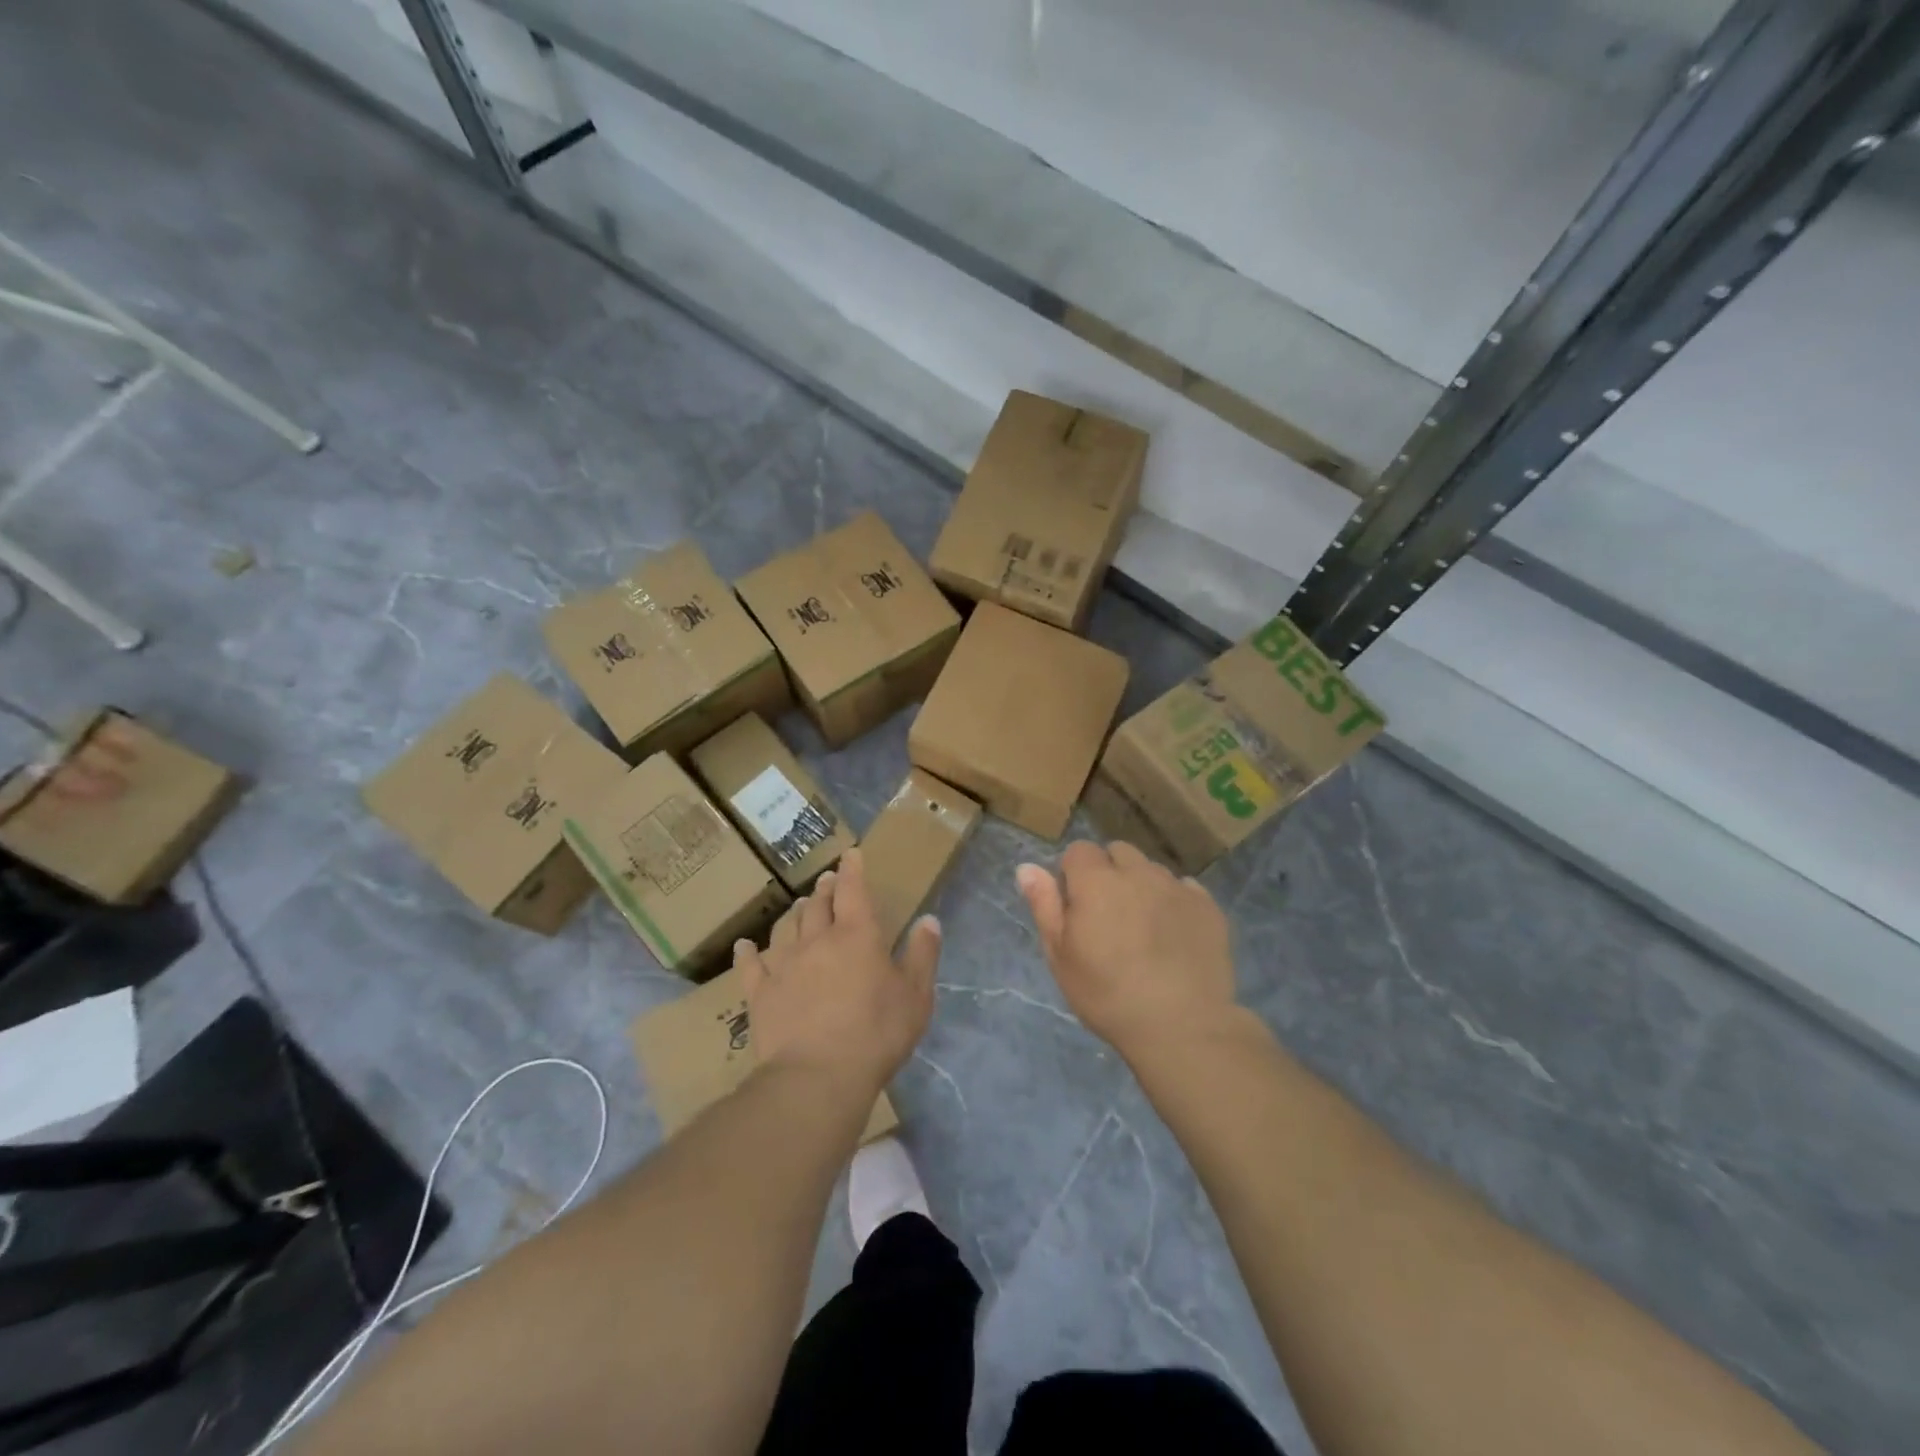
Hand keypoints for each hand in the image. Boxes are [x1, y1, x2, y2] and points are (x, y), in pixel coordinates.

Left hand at [735, 849, 940, 1100]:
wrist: (817, 1076)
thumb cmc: (876, 1033)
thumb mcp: (916, 996)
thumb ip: (922, 955)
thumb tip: (929, 920)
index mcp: (857, 935)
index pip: (853, 890)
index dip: (853, 869)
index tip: (851, 854)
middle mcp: (817, 939)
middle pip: (817, 904)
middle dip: (824, 889)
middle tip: (826, 881)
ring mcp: (784, 965)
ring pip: (786, 927)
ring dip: (794, 913)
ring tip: (797, 907)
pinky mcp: (760, 992)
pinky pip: (750, 965)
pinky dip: (748, 952)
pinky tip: (745, 946)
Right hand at [1016, 841, 1236, 1060]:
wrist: (1182, 1026)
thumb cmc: (1108, 995)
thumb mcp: (1061, 956)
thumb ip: (1044, 905)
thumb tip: (1027, 867)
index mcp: (1097, 881)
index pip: (1079, 850)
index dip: (1073, 874)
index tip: (1076, 907)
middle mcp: (1138, 873)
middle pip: (1118, 852)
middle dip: (1109, 872)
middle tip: (1109, 915)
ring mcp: (1177, 887)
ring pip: (1152, 870)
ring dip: (1142, 886)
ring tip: (1143, 928)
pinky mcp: (1208, 907)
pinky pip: (1185, 888)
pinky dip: (1174, 902)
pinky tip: (1173, 935)